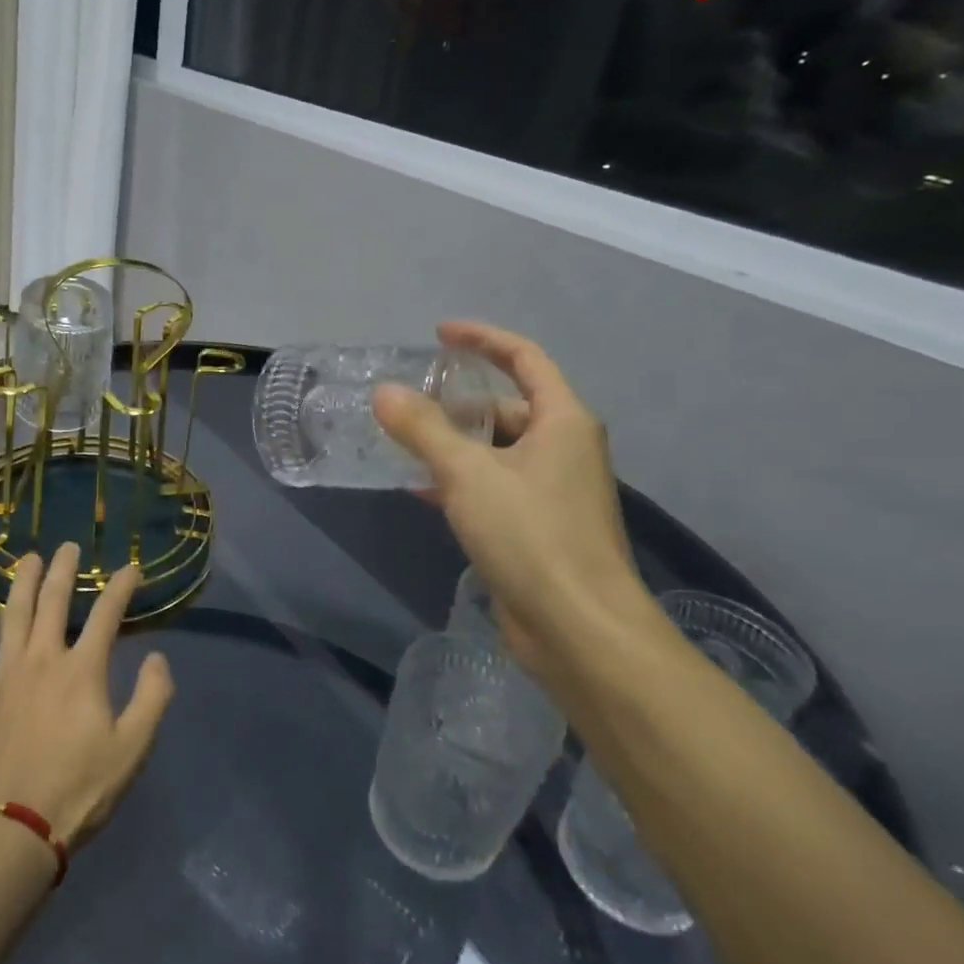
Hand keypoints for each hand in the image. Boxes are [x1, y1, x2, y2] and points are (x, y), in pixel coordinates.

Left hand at [0, 544, 174, 849]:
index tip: (130, 568)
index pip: (107, 614)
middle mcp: (42, 659)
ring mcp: (4, 675)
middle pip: (54, 601)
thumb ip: (152, 698)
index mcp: (82, 670)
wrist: (8, 829)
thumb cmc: (77, 790)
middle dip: (64, 569)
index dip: (121, 587)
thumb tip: (157, 657)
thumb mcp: (132, 750)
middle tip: (68, 546)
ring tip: (28, 560)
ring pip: (13, 616)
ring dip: (22, 584)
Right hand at [374, 321, 647, 671]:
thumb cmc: (531, 535)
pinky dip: (459, 479)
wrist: (579, 628)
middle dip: (458, 401)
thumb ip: (423, 429)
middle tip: (408, 401)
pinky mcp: (537, 526)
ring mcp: (552, 489)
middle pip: (507, 406)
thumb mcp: (468, 473)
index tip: (439, 335)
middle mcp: (563, 448)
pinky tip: (419, 488)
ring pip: (496, 449)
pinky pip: (493, 485)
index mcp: (563, 420)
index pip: (524, 357)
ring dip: (453, 443)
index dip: (482, 339)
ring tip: (403, 441)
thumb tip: (384, 392)